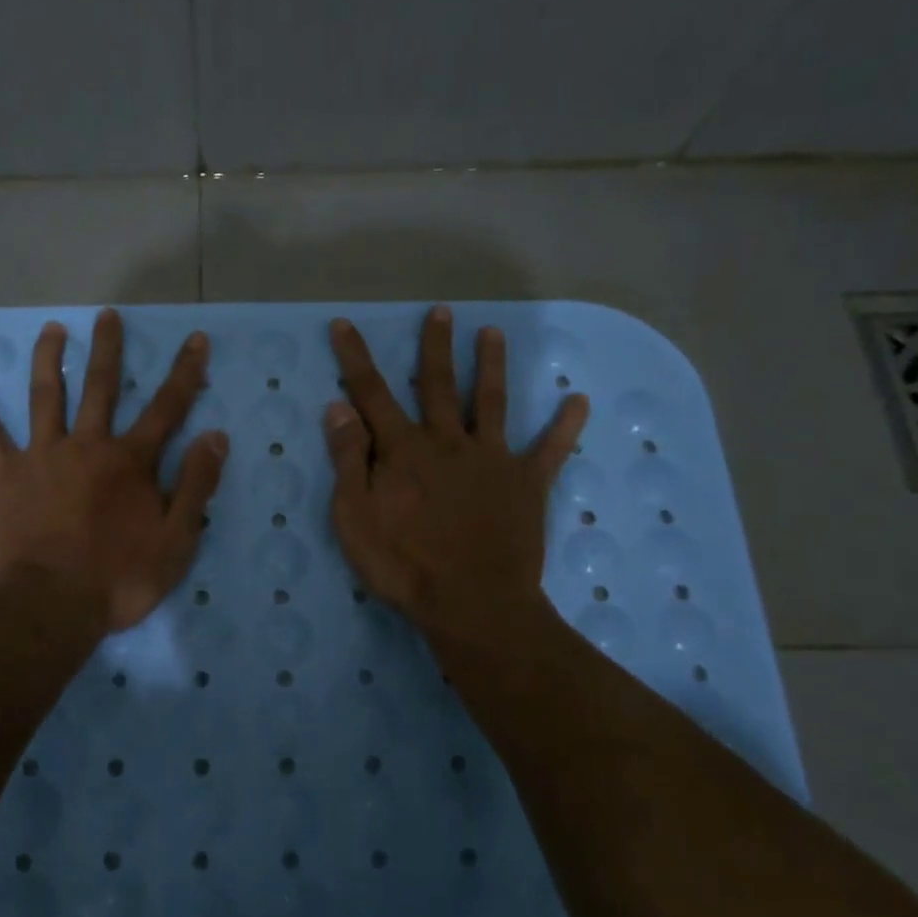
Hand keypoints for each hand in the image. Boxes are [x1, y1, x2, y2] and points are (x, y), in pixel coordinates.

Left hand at [0, 309, 228, 634]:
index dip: (185, 372)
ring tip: (51, 329)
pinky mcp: (5, 476)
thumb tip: (215, 436)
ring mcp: (42, 456)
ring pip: (45, 396)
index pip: (167, 407)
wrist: (49, 607)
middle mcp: (87, 445)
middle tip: (107, 315)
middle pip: (100, 386)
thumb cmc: (119, 578)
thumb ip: (195, 485)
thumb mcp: (176, 539)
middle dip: (107, 348)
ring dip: (48, 359)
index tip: (195, 339)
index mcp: (130, 461)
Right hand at [324, 306, 587, 652]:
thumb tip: (338, 407)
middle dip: (436, 347)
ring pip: (490, 403)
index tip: (344, 324)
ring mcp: (492, 459)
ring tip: (493, 333)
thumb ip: (348, 460)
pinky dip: (564, 425)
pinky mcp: (527, 484)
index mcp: (404, 449)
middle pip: (438, 385)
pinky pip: (550, 450)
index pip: (371, 393)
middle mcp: (448, 442)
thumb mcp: (355, 518)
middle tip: (441, 312)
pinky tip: (578, 401)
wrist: (473, 604)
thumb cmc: (404, 565)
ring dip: (491, 366)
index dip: (355, 358)